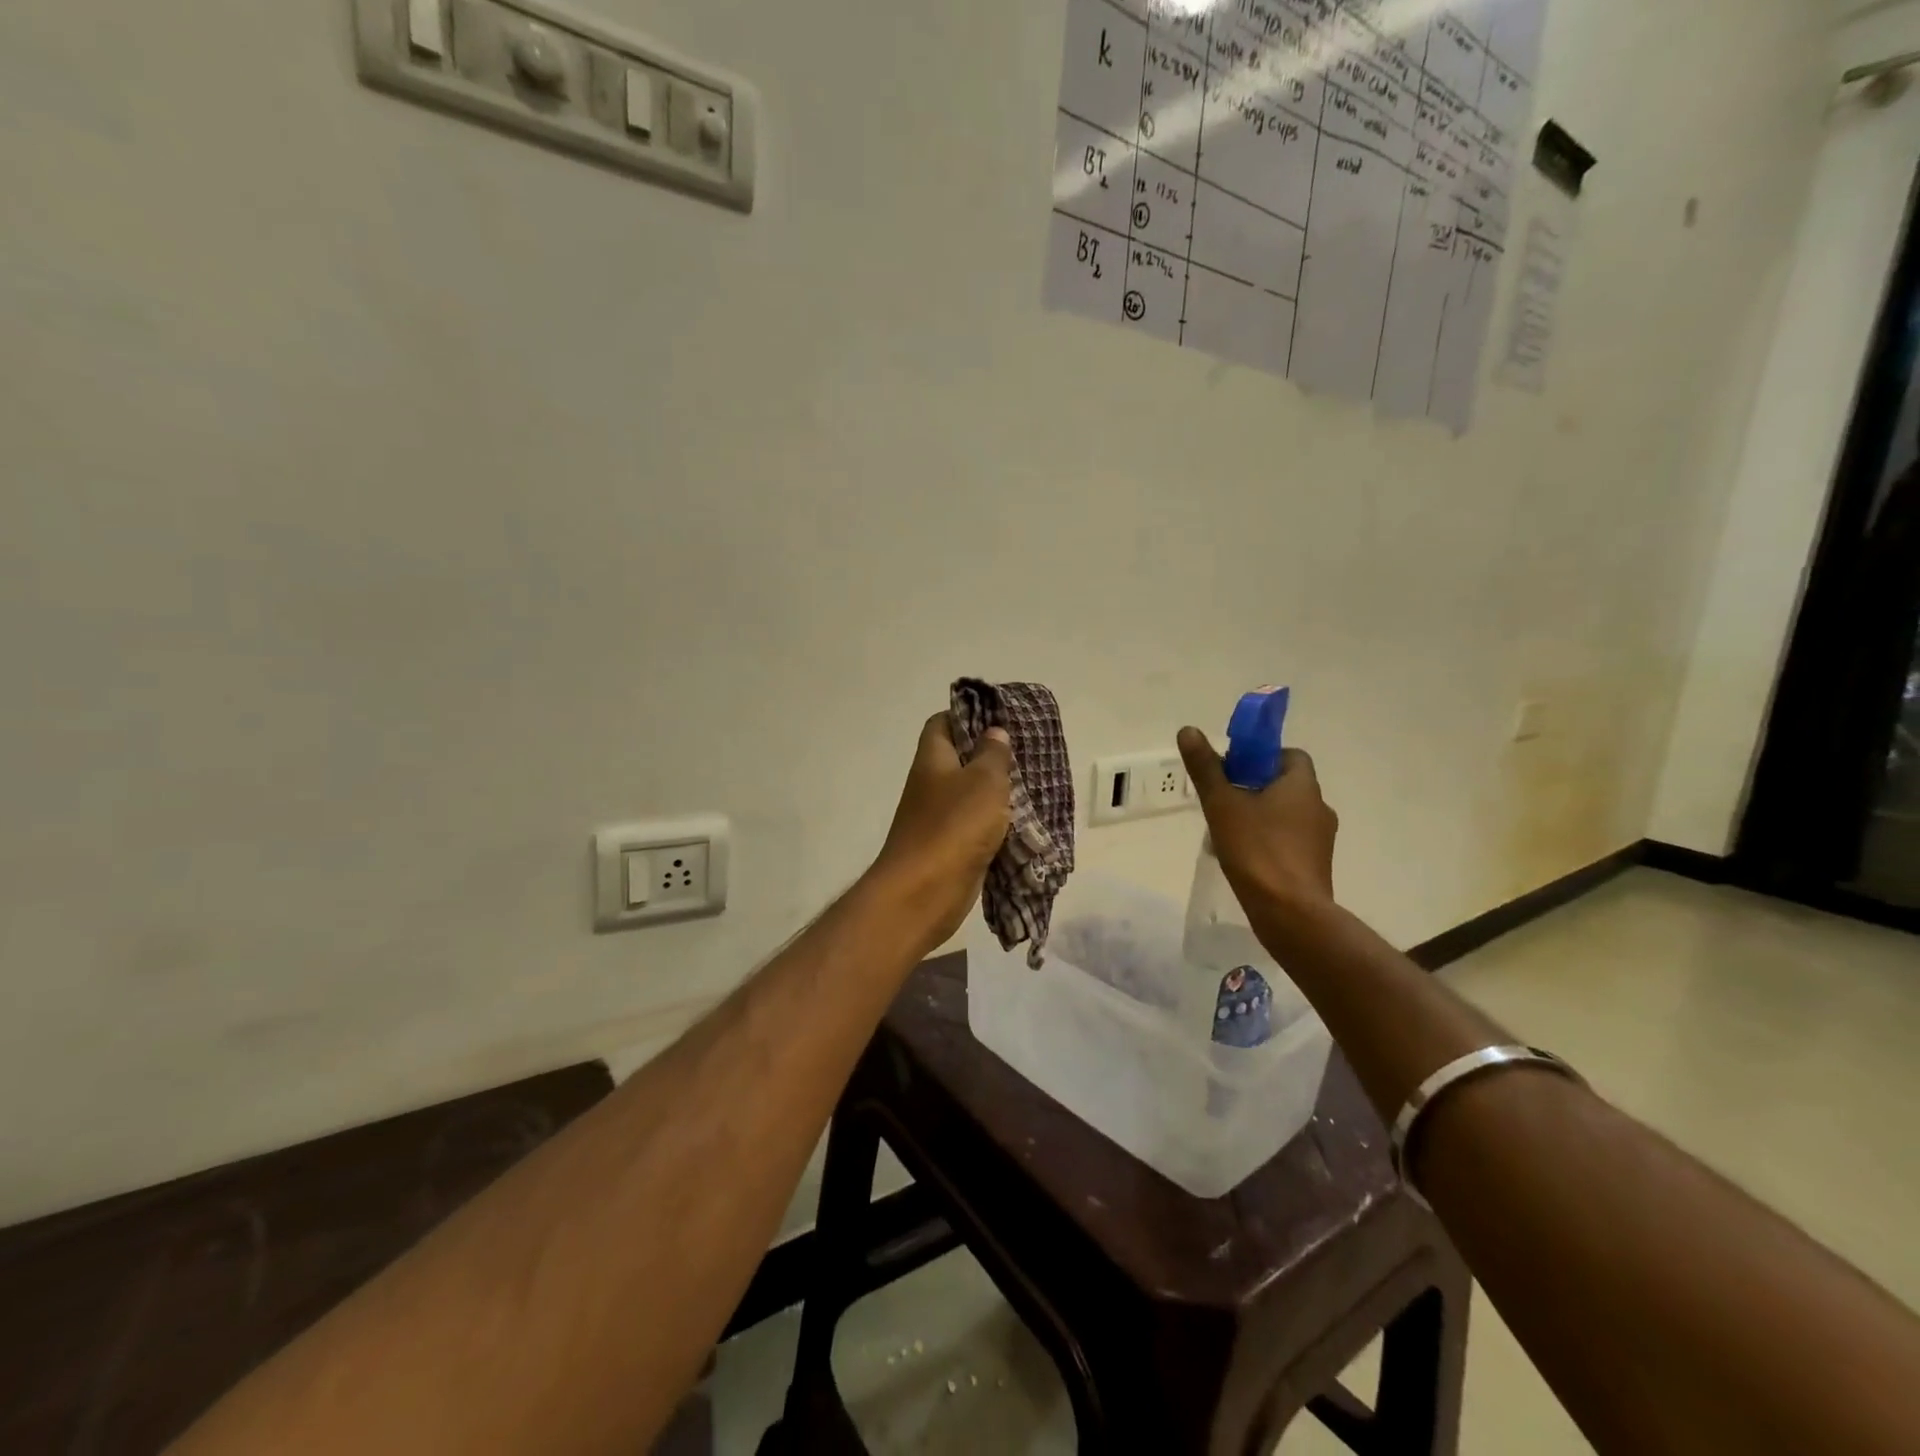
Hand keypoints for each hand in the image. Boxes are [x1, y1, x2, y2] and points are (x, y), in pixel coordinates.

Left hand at [870, 713, 1012, 950]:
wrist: (923, 893)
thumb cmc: (954, 825)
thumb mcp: (983, 781)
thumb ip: (993, 754)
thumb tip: (993, 732)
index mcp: (932, 760)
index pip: (942, 723)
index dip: (967, 715)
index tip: (1000, 719)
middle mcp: (931, 785)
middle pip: (960, 760)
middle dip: (991, 756)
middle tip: (1026, 753)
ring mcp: (938, 819)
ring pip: (971, 796)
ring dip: (997, 793)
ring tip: (1032, 785)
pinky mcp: (951, 848)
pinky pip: (976, 828)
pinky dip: (996, 825)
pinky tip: (1023, 823)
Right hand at [1178, 728, 1337, 917]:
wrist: (1289, 913)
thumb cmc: (1256, 850)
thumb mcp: (1222, 804)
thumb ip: (1206, 768)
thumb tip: (1188, 730)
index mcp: (1302, 785)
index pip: (1290, 755)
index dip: (1262, 757)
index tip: (1234, 769)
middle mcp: (1319, 807)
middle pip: (1286, 785)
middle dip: (1255, 787)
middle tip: (1223, 800)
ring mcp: (1320, 840)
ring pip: (1287, 815)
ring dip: (1262, 816)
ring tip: (1228, 832)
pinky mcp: (1315, 866)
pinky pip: (1290, 841)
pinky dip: (1270, 842)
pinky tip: (1245, 858)